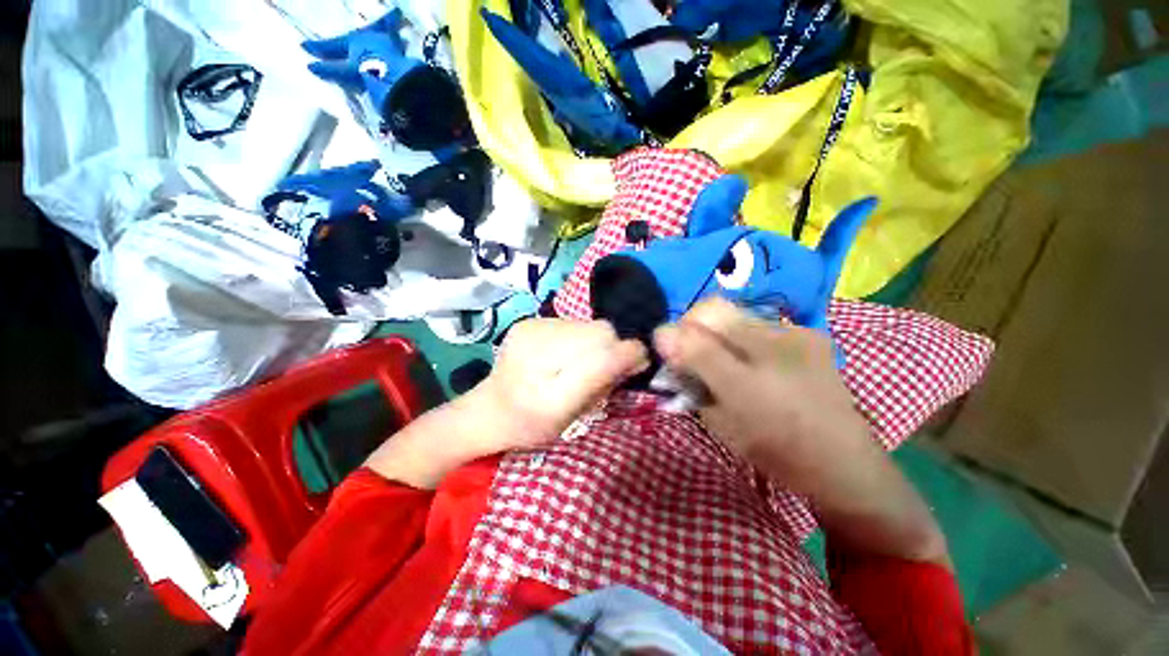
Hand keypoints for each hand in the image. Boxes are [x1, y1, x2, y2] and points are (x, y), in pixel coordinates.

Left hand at [480, 318, 649, 449]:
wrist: (488, 409)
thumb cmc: (531, 425)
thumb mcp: (572, 418)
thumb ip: (603, 386)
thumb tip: (634, 357)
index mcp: (551, 394)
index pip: (604, 358)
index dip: (629, 355)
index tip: (639, 362)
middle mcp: (539, 354)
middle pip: (601, 332)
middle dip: (611, 348)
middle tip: (602, 367)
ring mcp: (531, 330)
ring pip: (588, 324)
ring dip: (593, 341)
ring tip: (576, 361)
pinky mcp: (528, 321)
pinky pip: (571, 322)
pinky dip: (576, 336)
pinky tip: (560, 353)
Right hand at [653, 298, 867, 478]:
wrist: (843, 462)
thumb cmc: (772, 450)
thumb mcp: (720, 422)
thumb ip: (689, 379)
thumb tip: (663, 340)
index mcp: (743, 380)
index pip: (692, 335)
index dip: (672, 334)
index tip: (668, 351)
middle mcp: (771, 347)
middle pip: (713, 309)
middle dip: (692, 324)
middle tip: (691, 348)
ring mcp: (796, 335)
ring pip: (737, 312)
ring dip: (718, 328)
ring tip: (724, 354)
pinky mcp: (812, 334)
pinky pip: (761, 321)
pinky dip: (745, 334)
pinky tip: (754, 358)